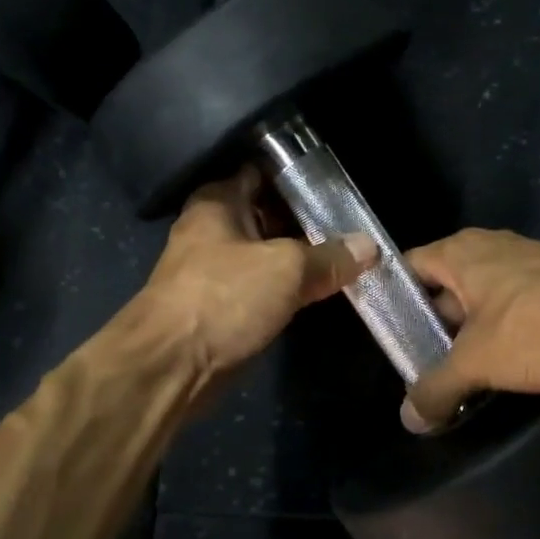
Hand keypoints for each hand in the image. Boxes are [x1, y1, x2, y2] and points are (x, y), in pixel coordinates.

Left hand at [136, 165, 377, 381]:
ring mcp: (215, 270)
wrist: (170, 366)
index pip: (263, 173)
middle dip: (307, 222)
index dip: (300, 177)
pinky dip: (287, 289)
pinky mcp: (221, 307)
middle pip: (268, 216)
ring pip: (266, 255)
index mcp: (218, 202)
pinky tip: (321, 290)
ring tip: (348, 257)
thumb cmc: (223, 299)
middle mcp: (212, 229)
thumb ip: (328, 256)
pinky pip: (262, 287)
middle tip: (354, 225)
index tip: (339, 187)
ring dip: (300, 259)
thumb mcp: (285, 269)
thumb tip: (369, 246)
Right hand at [399, 229, 539, 431]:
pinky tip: (511, 363)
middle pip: (446, 284)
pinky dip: (506, 330)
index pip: (408, 267)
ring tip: (465, 370)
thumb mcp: (475, 363)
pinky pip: (517, 304)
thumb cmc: (535, 327)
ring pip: (484, 297)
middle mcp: (492, 247)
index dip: (393, 299)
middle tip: (423, 362)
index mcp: (461, 251)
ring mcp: (530, 261)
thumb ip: (436, 388)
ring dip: (472, 331)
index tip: (388, 334)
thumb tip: (408, 419)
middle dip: (434, 324)